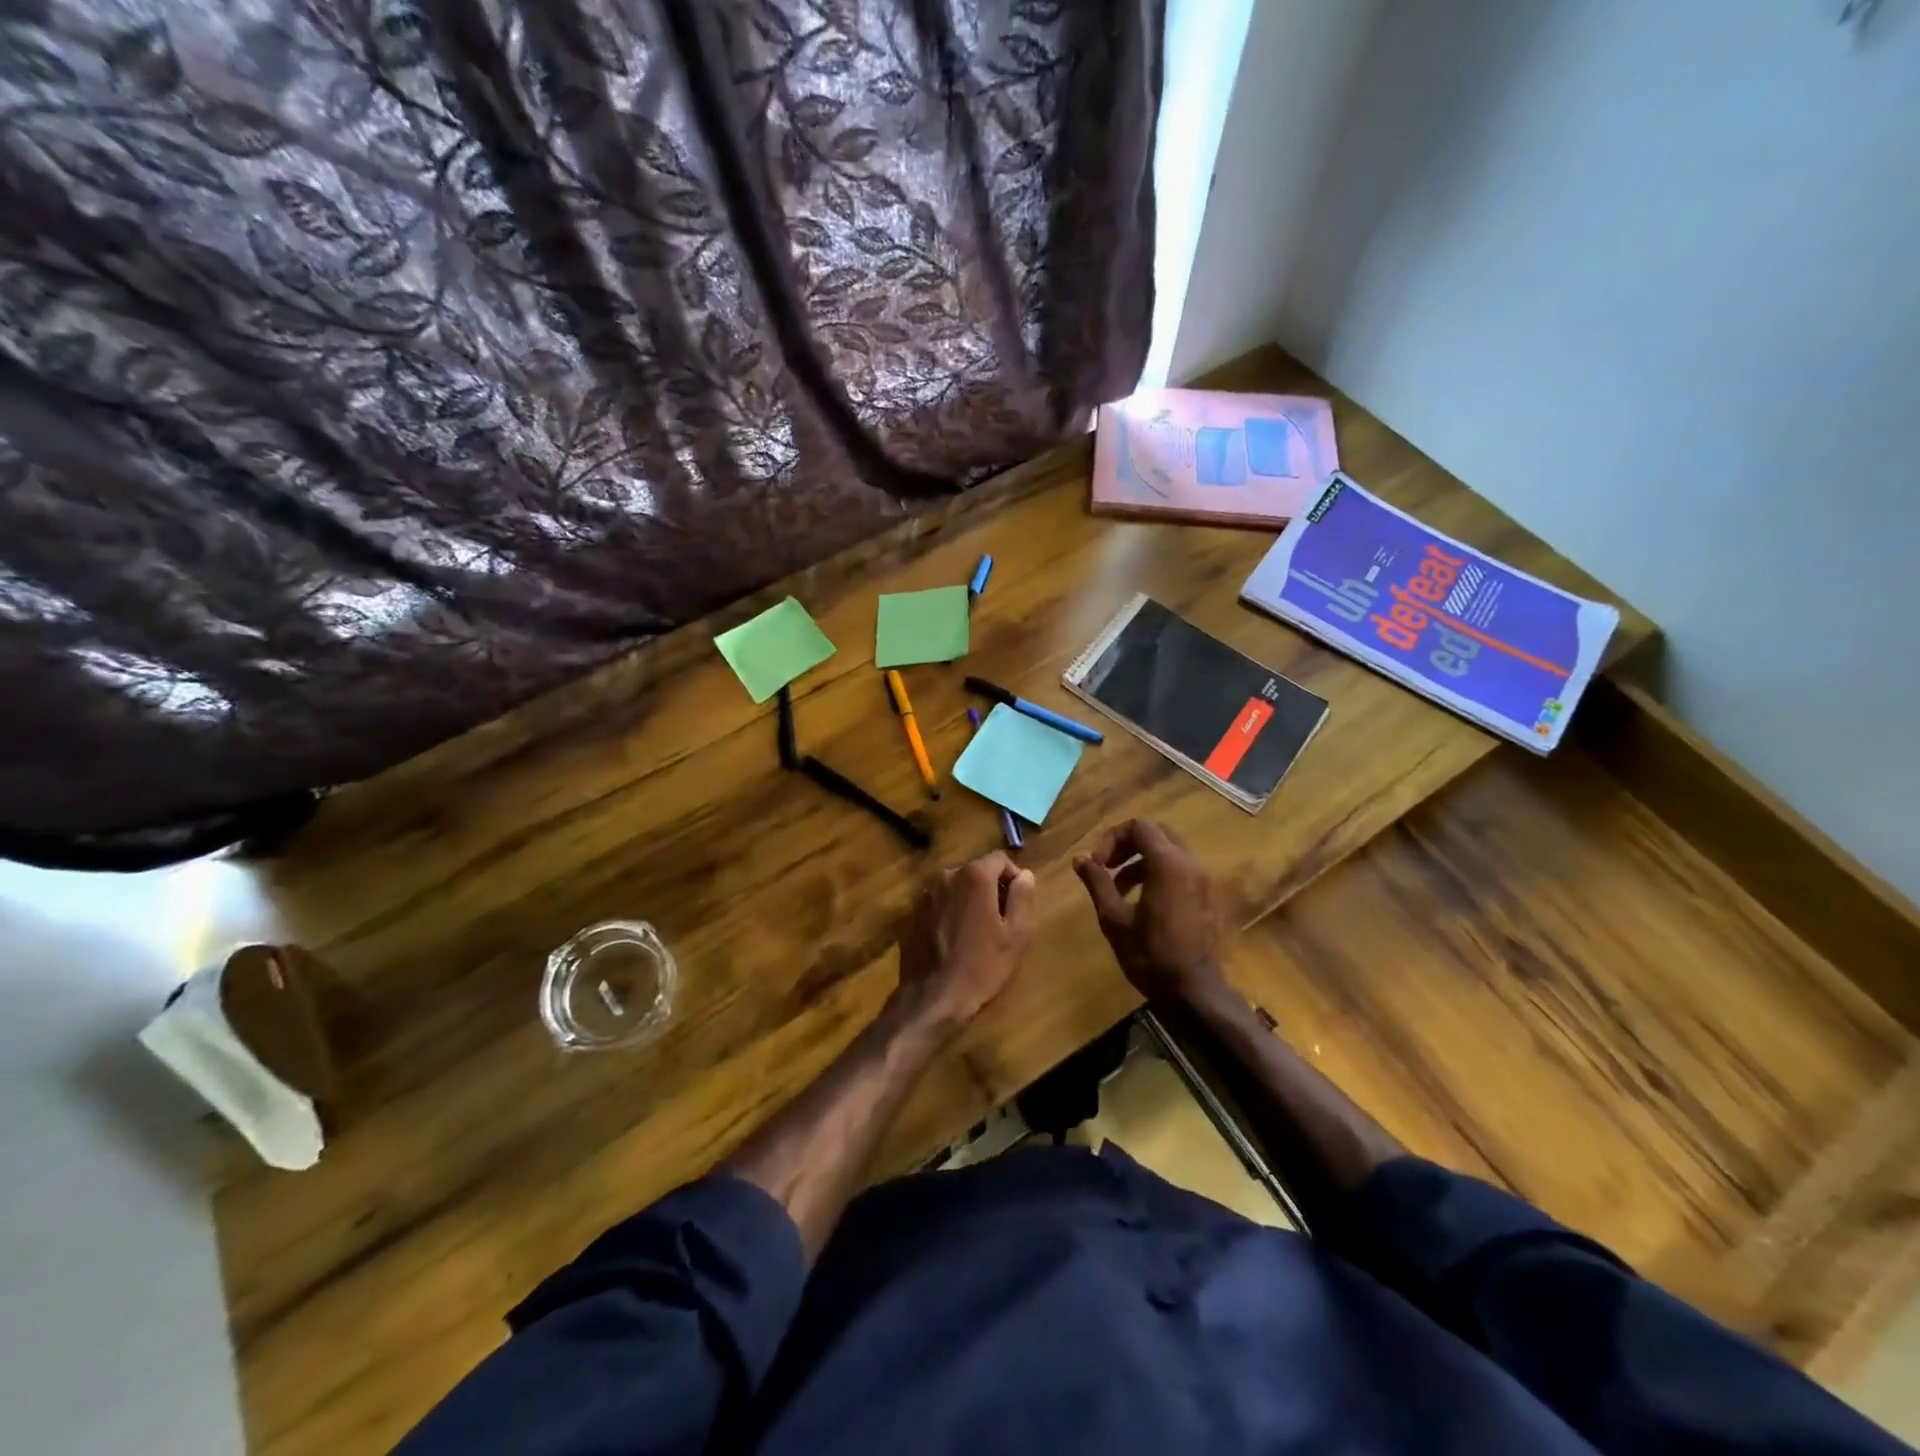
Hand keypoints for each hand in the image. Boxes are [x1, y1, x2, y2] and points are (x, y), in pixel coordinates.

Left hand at [894, 850, 1036, 1040]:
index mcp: (974, 876)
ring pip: (958, 887)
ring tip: (979, 933)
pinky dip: (952, 912)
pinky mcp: (914, 913)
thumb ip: (1022, 897)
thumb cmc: (982, 967)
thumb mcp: (1016, 935)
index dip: (1013, 877)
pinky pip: (941, 903)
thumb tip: (1025, 874)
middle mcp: (947, 876)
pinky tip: (956, 940)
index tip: (1018, 904)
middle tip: (1001, 922)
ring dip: (970, 900)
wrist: (933, 999)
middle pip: (977, 871)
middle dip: (991, 889)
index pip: (1000, 859)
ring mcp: (926, 894)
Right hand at [1075, 820, 1227, 1006]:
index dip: (1112, 839)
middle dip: (1128, 845)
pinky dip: (1159, 872)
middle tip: (1108, 868)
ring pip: (1169, 851)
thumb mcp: (1114, 919)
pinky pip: (1181, 869)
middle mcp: (1190, 863)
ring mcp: (1204, 879)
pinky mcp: (1208, 896)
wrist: (1194, 991)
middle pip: (1157, 833)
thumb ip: (1097, 883)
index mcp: (1168, 864)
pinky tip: (1143, 902)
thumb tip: (1080, 858)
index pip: (1139, 827)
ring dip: (1142, 860)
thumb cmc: (1150, 955)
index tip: (1098, 865)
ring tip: (1119, 889)